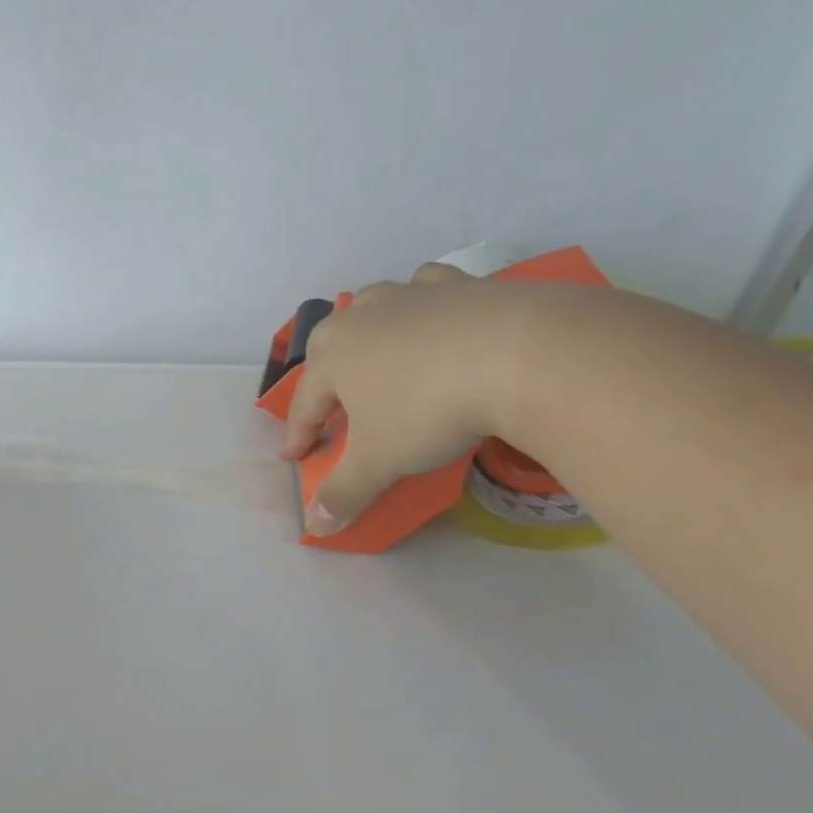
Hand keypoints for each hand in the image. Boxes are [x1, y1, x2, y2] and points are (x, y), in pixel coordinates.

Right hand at [280, 263, 541, 534]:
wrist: (517, 355)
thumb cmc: (428, 411)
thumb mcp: (380, 462)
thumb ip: (344, 494)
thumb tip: (315, 528)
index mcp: (333, 358)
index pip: (303, 404)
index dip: (298, 435)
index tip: (295, 458)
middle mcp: (362, 319)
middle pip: (327, 344)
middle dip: (322, 375)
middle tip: (330, 404)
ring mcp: (409, 295)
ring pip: (371, 307)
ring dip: (366, 332)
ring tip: (376, 354)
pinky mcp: (457, 284)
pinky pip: (424, 288)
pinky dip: (420, 303)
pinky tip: (432, 316)